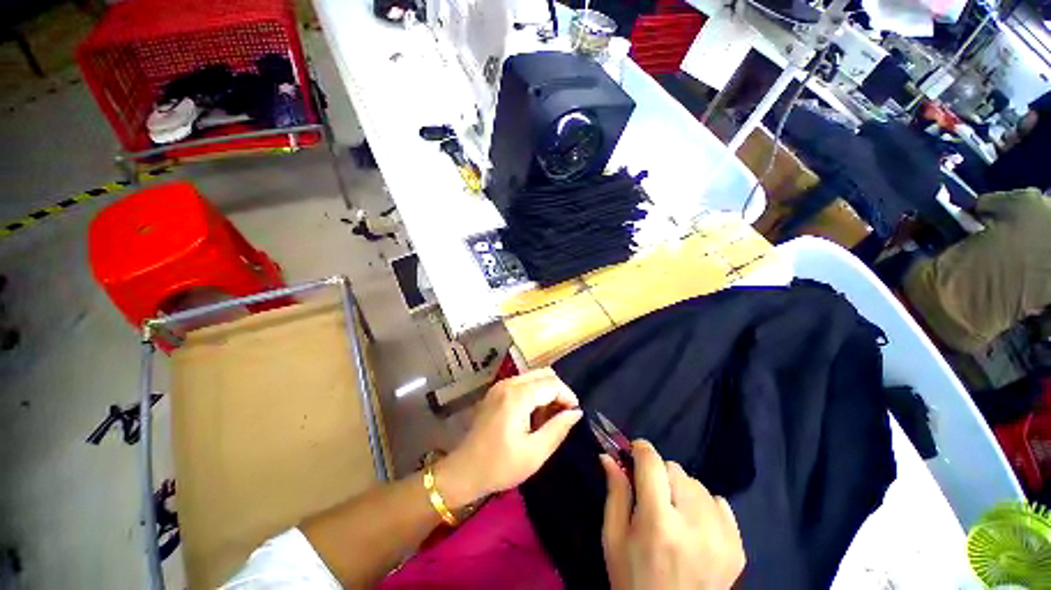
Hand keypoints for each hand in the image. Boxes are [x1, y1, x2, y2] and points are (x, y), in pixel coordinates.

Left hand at [436, 368, 581, 507]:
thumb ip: (558, 429)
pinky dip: (534, 392)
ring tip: (548, 417)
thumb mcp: (535, 453)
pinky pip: (522, 383)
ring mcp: (500, 385)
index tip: (574, 415)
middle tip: (563, 415)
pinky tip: (533, 415)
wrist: (464, 471)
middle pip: (543, 374)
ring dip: (546, 391)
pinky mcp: (495, 391)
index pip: (552, 383)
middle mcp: (509, 383)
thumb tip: (576, 412)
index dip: (568, 396)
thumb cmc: (500, 465)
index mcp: (518, 396)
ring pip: (533, 377)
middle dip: (558, 391)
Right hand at [602, 440, 745, 589]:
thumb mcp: (614, 538)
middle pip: (675, 469)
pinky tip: (694, 525)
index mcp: (657, 522)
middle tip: (651, 495)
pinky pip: (719, 502)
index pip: (652, 462)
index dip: (640, 450)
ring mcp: (721, 536)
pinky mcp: (737, 546)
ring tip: (673, 513)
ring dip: (681, 489)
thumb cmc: (633, 579)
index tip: (632, 453)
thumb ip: (615, 492)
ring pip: (696, 484)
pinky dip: (703, 505)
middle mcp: (693, 524)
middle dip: (659, 474)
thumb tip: (609, 456)